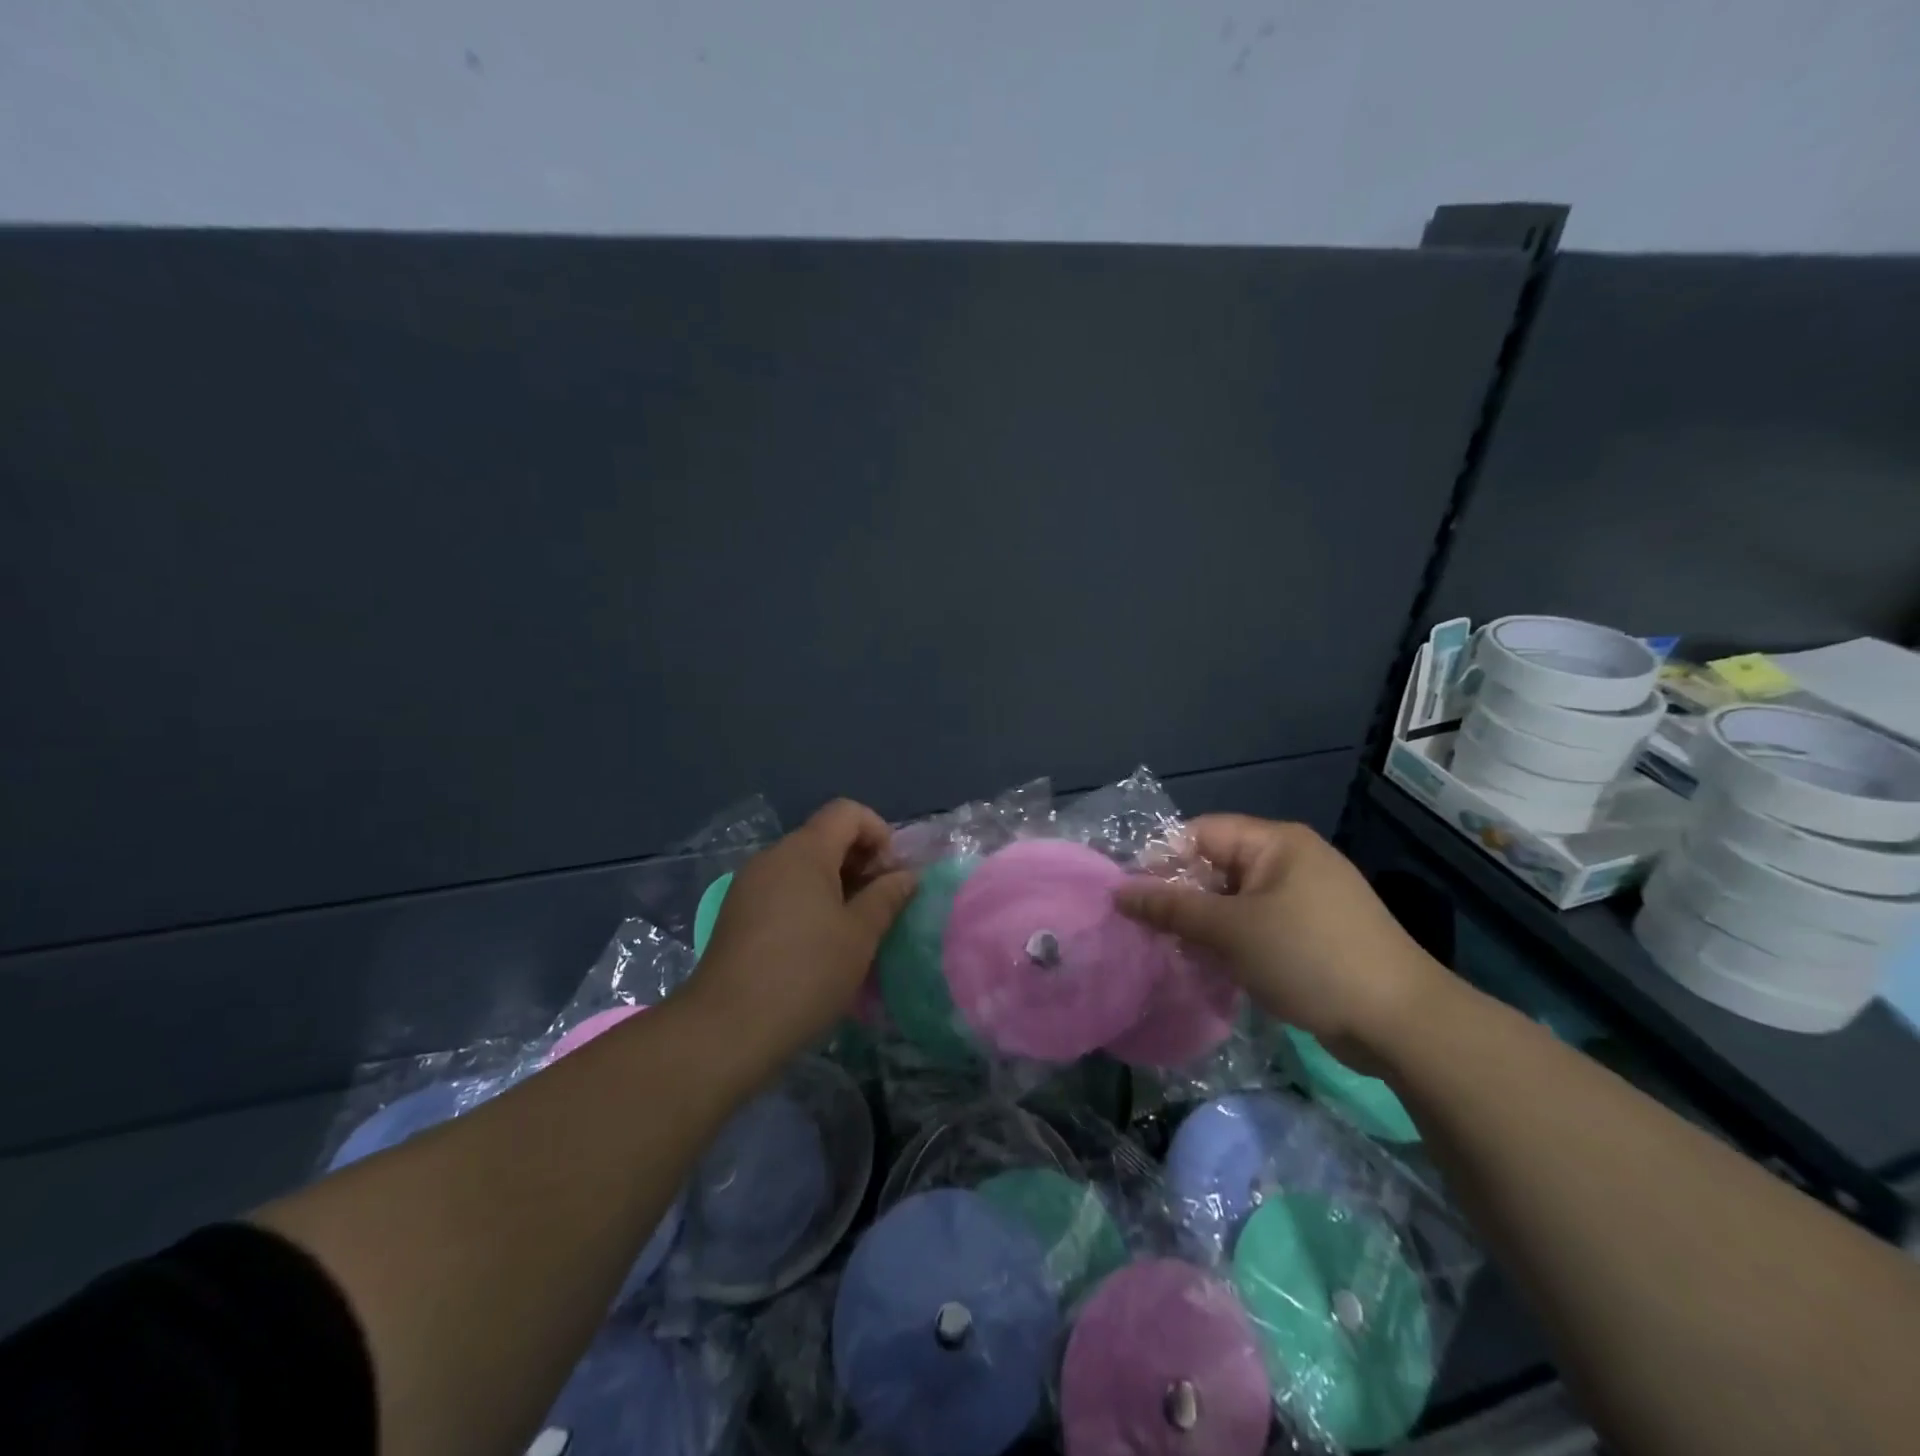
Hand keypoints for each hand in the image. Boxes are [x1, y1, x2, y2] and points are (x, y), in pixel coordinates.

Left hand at [688, 799, 915, 1061]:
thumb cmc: (806, 973)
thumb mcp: (860, 935)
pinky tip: (817, 945)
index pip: (847, 812)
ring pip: (802, 866)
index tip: (891, 876)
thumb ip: (886, 897)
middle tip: (879, 906)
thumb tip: (906, 875)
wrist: (727, 1029)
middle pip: (824, 837)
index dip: (879, 833)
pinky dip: (808, 902)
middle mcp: (772, 857)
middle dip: (860, 861)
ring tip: (852, 929)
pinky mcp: (736, 915)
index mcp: (804, 851)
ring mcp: (748, 885)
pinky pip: (782, 890)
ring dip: (835, 885)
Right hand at [1113, 815, 1451, 1064]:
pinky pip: (1257, 925)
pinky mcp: (1313, 934)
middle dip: (1181, 897)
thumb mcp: (1231, 930)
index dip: (1162, 860)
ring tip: (1173, 952)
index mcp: (1275, 843)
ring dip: (1204, 925)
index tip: (1132, 897)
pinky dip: (1231, 942)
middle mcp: (1290, 861)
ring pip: (1234, 901)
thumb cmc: (1309, 958)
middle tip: (1147, 930)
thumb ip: (1172, 908)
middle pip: (1216, 866)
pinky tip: (1211, 967)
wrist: (1401, 1022)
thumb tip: (1120, 891)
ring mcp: (1305, 899)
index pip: (1201, 833)